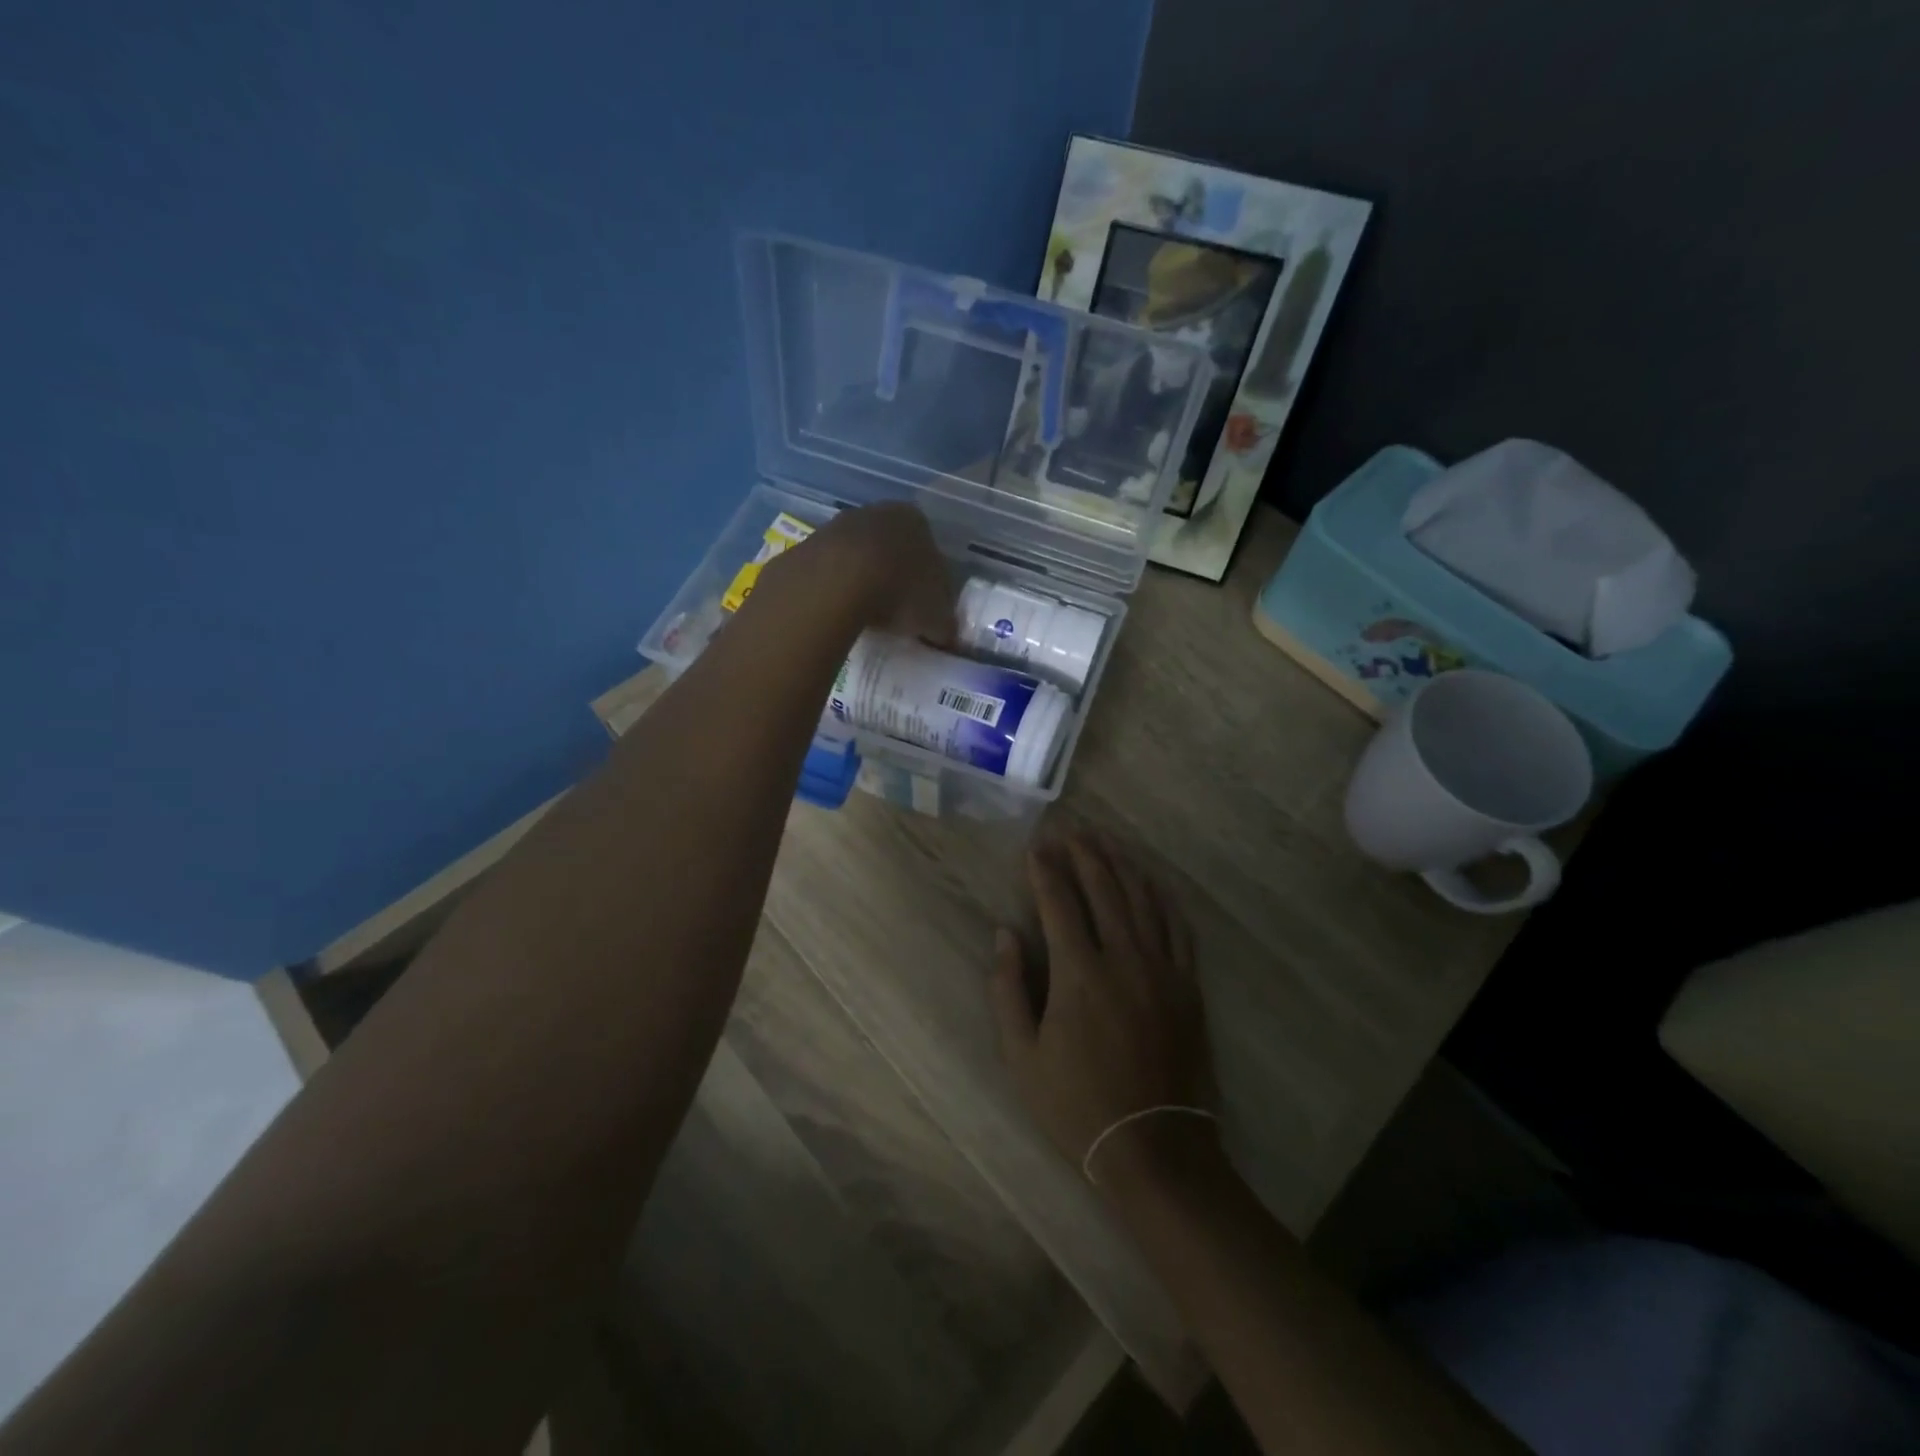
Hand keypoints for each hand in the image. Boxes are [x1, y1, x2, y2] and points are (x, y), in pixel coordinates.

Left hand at [759, 501, 955, 644]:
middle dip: (894, 576)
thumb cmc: (900, 590)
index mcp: (915, 521)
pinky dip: (835, 589)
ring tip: (866, 616)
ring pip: (858, 556)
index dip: (929, 580)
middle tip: (897, 612)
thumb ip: (945, 624)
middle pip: (891, 548)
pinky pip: (829, 571)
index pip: (929, 548)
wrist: (836, 582)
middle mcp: (877, 512)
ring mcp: (838, 525)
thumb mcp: (936, 616)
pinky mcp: (807, 545)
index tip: (925, 607)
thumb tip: (946, 636)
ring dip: (863, 581)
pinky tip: (838, 613)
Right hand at [989, 829, 1218, 1188]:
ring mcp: (1162, 969)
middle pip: (1104, 889)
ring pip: (1142, 899)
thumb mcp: (1022, 1056)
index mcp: (1079, 973)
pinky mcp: (1187, 984)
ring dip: (1122, 865)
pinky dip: (1162, 897)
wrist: (1154, 1146)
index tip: (1035, 846)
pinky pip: (1177, 927)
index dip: (1045, 870)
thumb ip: (1007, 989)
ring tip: (1107, 841)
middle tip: (1071, 829)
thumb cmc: (1076, 1104)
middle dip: (1084, 854)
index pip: (1059, 903)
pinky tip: (1152, 881)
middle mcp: (1124, 958)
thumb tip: (1004, 934)